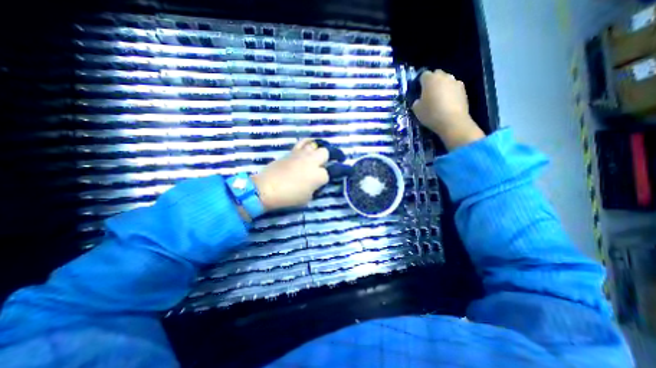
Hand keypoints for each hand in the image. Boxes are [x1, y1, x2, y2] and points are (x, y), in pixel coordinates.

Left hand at [252, 137, 329, 212]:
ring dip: (315, 152)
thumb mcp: (307, 198)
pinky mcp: (292, 151)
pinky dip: (306, 144)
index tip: (317, 183)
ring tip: (312, 158)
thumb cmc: (289, 197)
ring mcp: (302, 154)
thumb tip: (313, 183)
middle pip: (325, 153)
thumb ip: (314, 188)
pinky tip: (306, 149)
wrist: (267, 188)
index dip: (322, 179)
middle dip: (324, 160)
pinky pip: (302, 143)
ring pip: (315, 146)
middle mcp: (312, 161)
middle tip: (318, 167)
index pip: (327, 174)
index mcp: (318, 176)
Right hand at [411, 69, 482, 149]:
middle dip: (432, 82)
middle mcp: (444, 76)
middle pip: (437, 75)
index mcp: (430, 79)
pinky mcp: (464, 90)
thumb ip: (416, 101)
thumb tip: (419, 100)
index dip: (421, 83)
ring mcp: (455, 82)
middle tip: (428, 94)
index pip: (423, 75)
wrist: (453, 121)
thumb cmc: (431, 114)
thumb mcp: (416, 110)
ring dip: (442, 87)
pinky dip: (450, 93)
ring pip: (446, 81)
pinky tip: (447, 103)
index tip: (419, 92)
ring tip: (439, 99)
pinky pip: (454, 88)